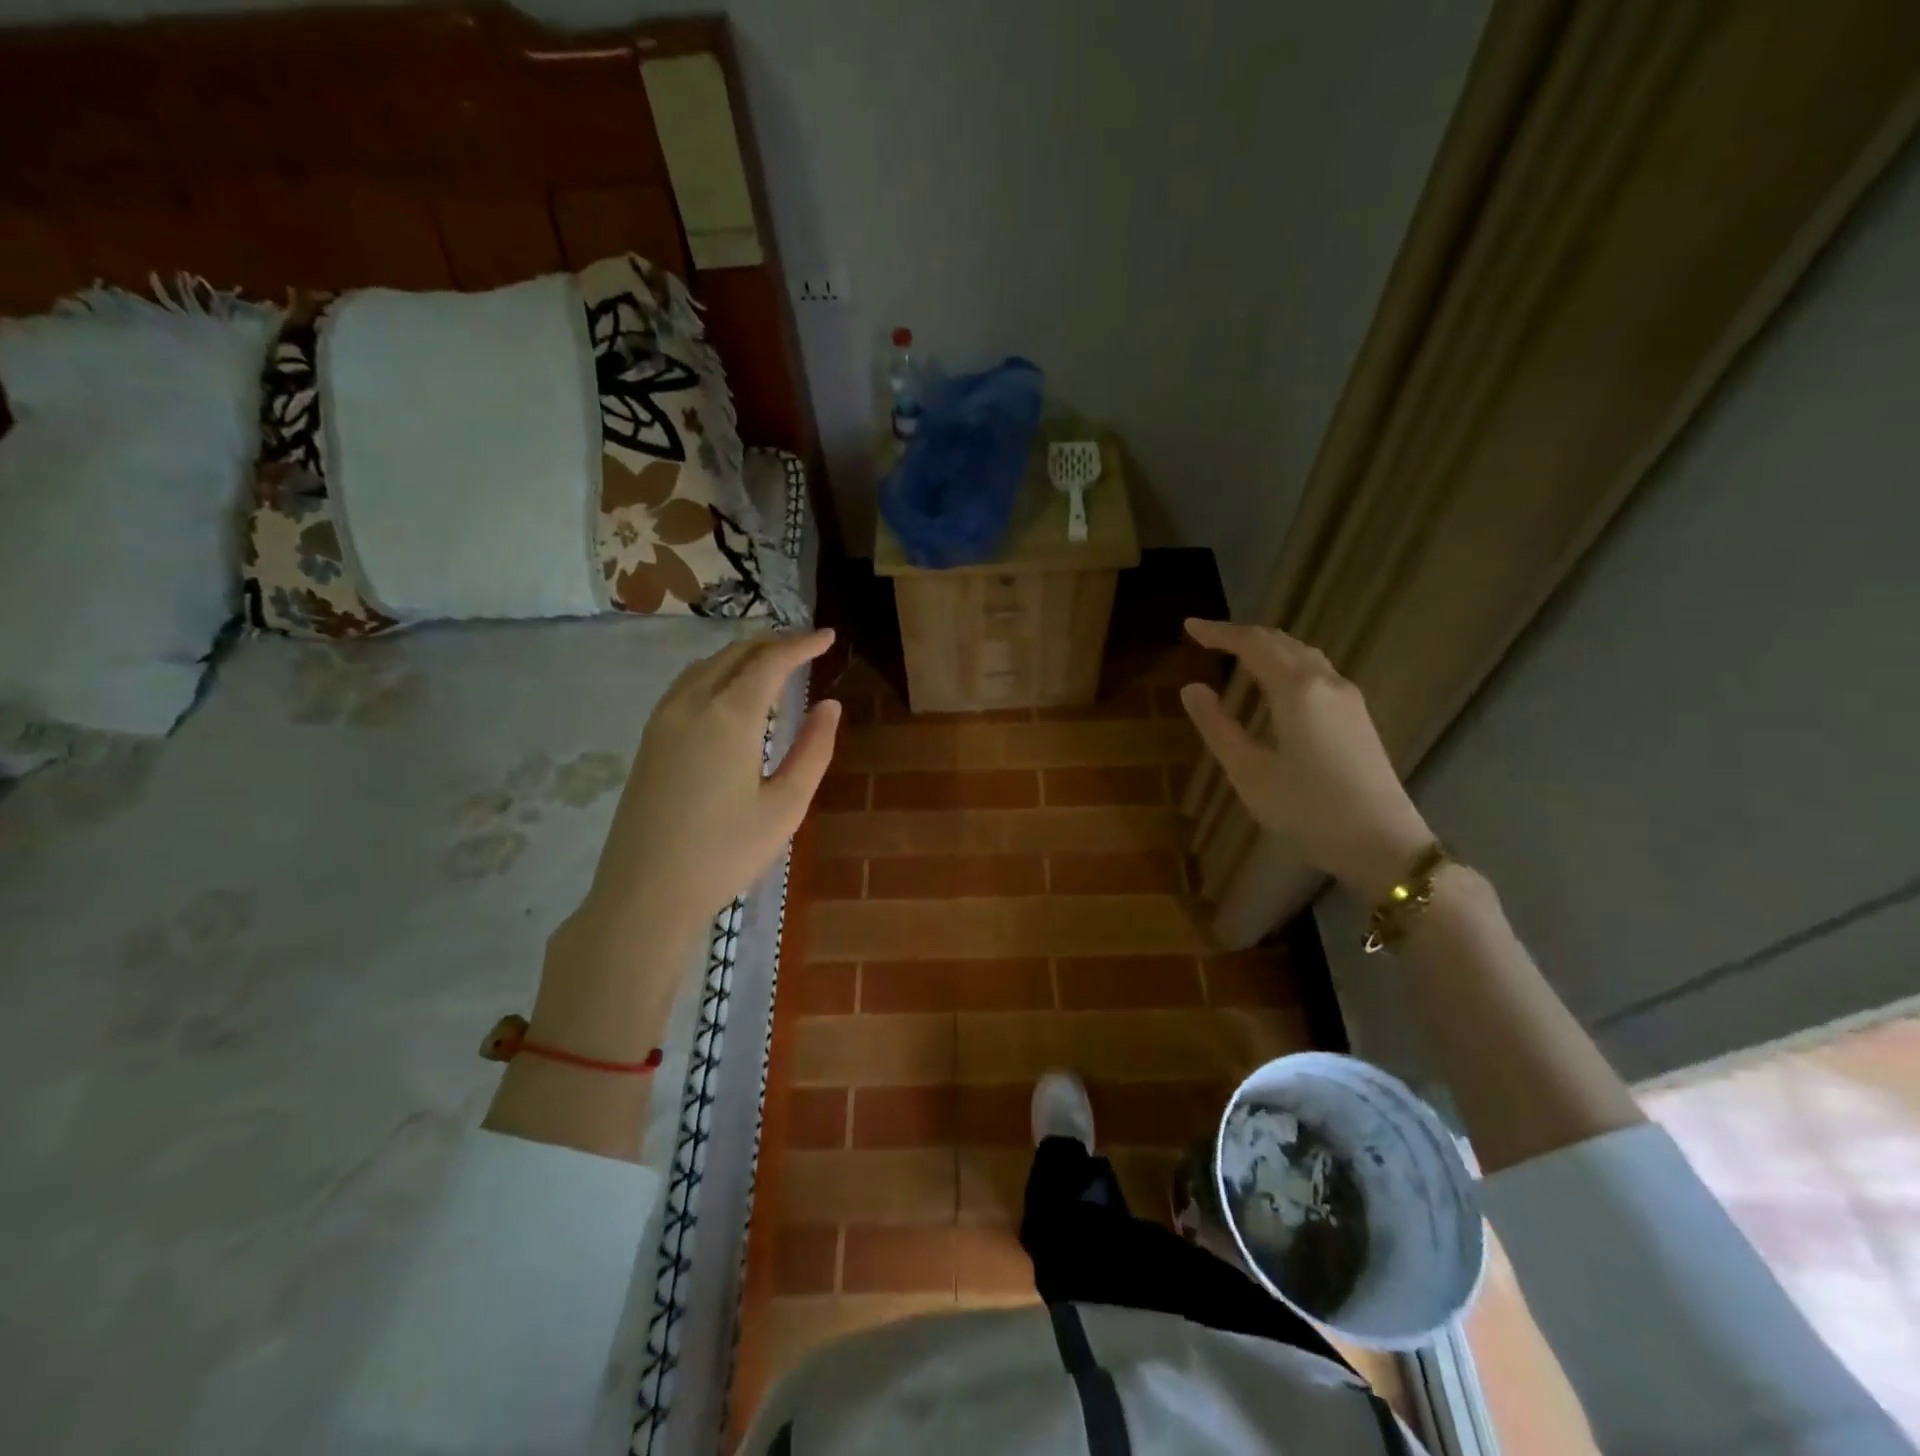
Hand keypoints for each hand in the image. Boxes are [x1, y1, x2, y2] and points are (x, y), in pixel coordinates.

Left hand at [582, 627, 840, 934]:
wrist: (645, 892)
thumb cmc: (726, 853)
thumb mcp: (786, 806)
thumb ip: (813, 749)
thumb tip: (830, 705)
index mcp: (730, 716)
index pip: (770, 661)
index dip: (802, 644)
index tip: (828, 637)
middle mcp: (692, 704)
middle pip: (734, 654)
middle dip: (772, 644)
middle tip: (806, 648)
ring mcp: (662, 720)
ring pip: (706, 666)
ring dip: (742, 656)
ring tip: (772, 666)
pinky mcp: (648, 740)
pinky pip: (686, 685)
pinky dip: (716, 674)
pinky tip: (729, 695)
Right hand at [1180, 619, 1433, 900]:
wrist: (1382, 843)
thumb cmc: (1307, 809)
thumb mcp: (1249, 772)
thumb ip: (1218, 726)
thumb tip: (1191, 689)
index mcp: (1297, 690)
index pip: (1252, 644)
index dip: (1219, 633)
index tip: (1189, 627)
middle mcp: (1326, 682)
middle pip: (1281, 642)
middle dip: (1242, 635)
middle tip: (1208, 638)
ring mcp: (1347, 697)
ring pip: (1303, 654)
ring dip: (1267, 646)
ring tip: (1237, 653)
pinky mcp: (1357, 715)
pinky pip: (1316, 670)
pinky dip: (1286, 662)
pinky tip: (1275, 682)